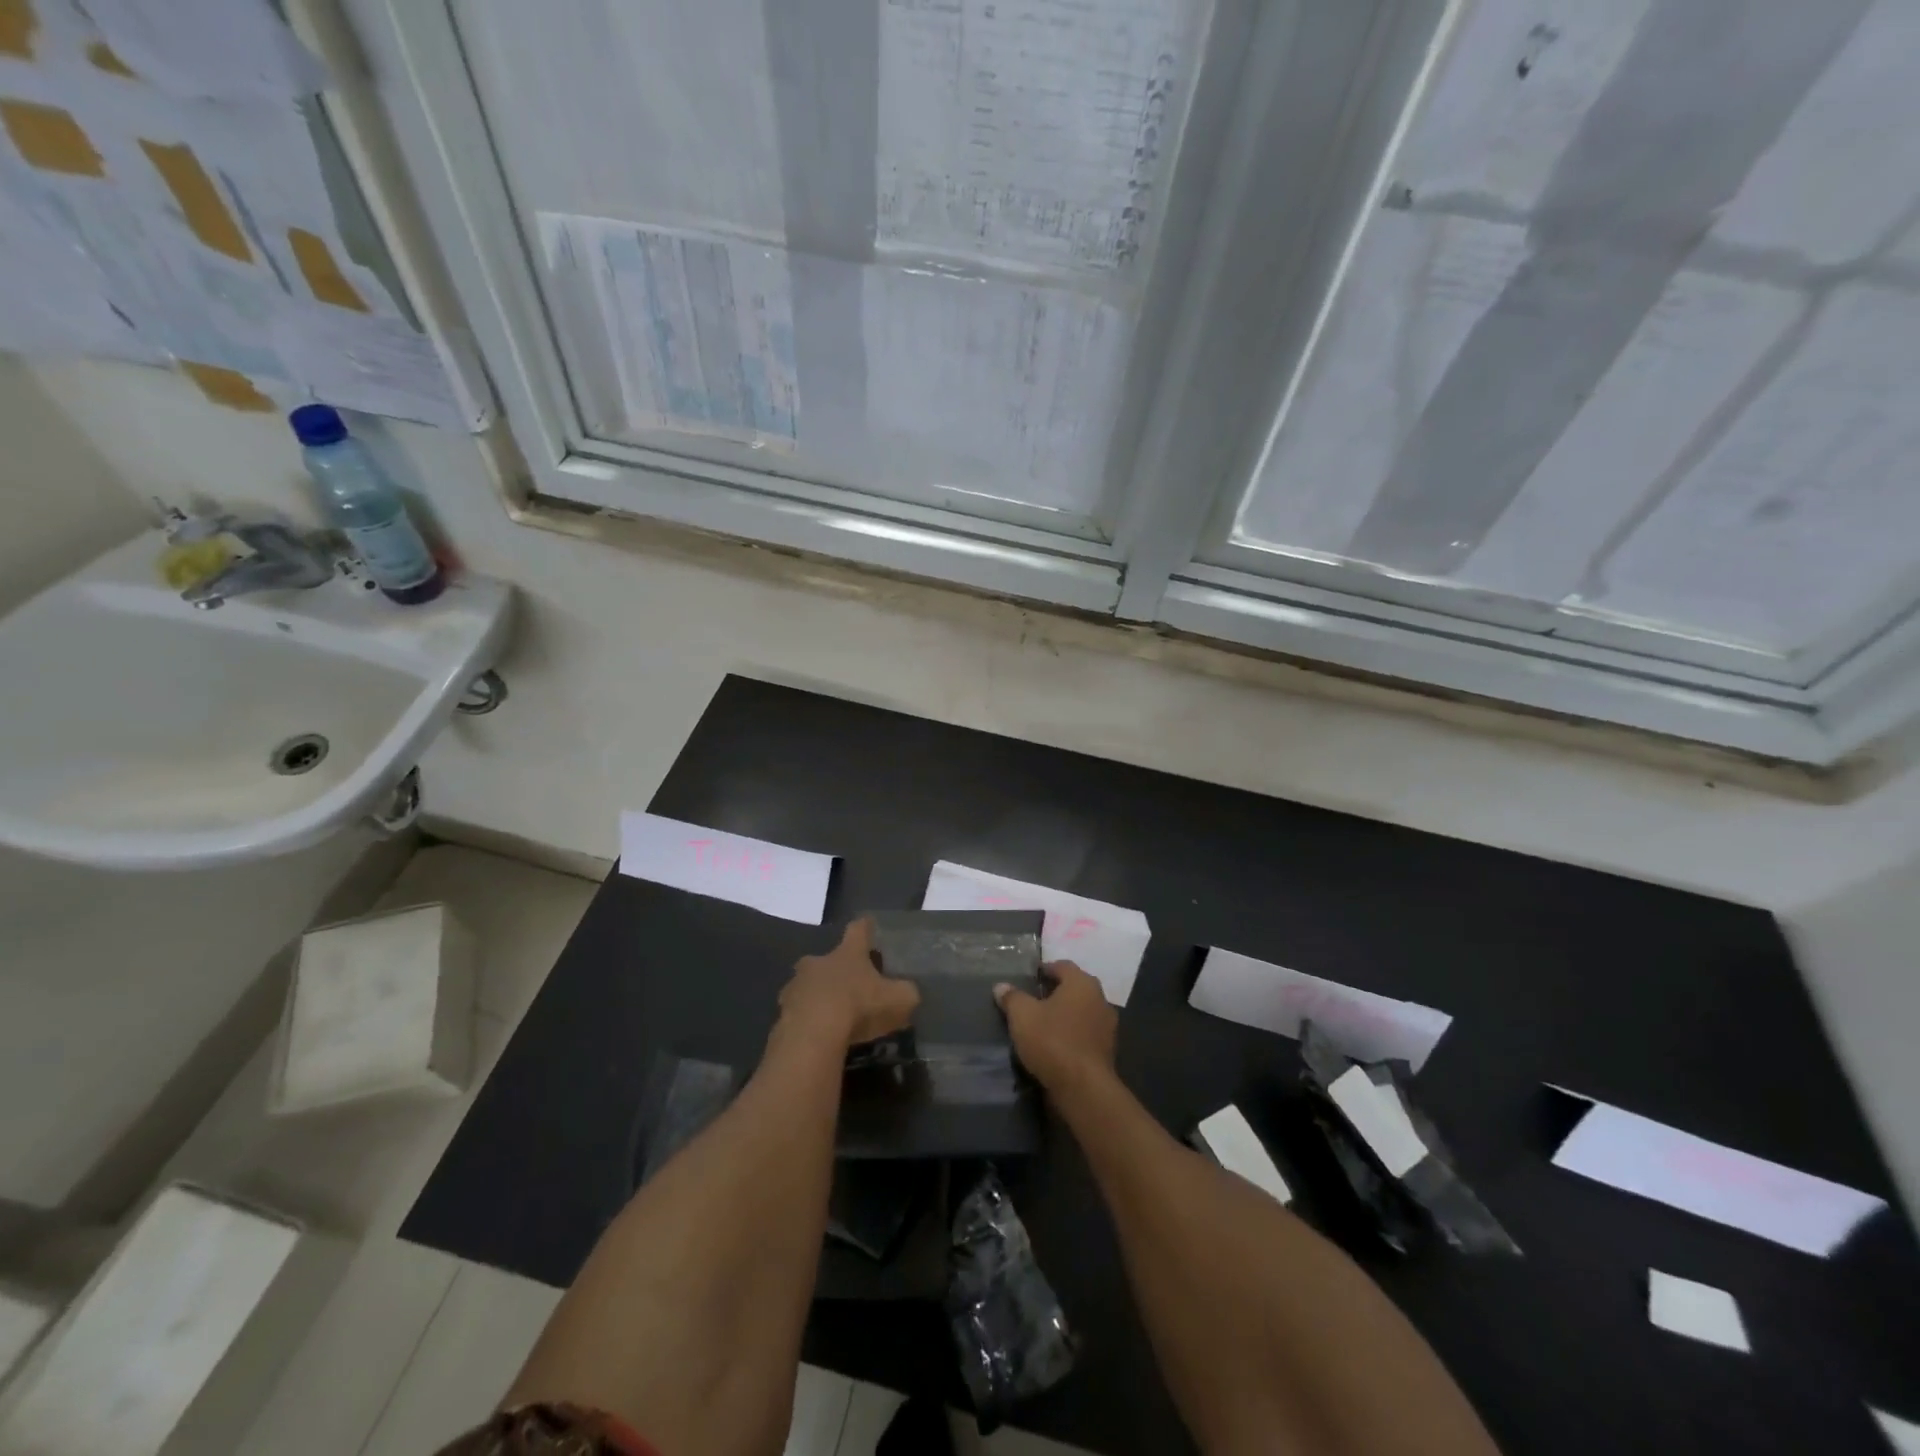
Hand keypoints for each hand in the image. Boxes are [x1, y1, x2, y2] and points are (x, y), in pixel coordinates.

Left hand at [779, 917, 919, 1049]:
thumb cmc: (857, 1007)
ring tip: (831, 1016)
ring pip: (808, 985)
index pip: (858, 929)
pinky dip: (807, 1020)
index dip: (866, 928)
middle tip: (849, 985)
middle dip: (837, 969)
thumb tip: (909, 992)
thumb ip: (906, 993)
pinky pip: (797, 1012)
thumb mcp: (898, 1000)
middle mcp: (818, 962)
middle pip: (827, 958)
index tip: (869, 927)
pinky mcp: (781, 1013)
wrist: (811, 1036)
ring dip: (818, 995)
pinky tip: (817, 1036)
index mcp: (847, 953)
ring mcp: (796, 986)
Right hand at [994, 961, 1115, 1092]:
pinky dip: (1072, 1035)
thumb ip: (1012, 998)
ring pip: (1082, 1012)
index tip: (1030, 977)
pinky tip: (1056, 1045)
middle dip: (1055, 992)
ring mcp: (1107, 1026)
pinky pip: (1086, 1034)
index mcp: (1082, 983)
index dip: (1045, 969)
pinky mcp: (1108, 1051)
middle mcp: (1100, 999)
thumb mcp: (1022, 1016)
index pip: (1063, 966)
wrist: (1083, 1088)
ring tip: (1043, 1024)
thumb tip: (1001, 986)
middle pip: (1075, 988)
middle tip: (1034, 999)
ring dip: (1065, 1015)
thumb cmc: (1052, 1041)